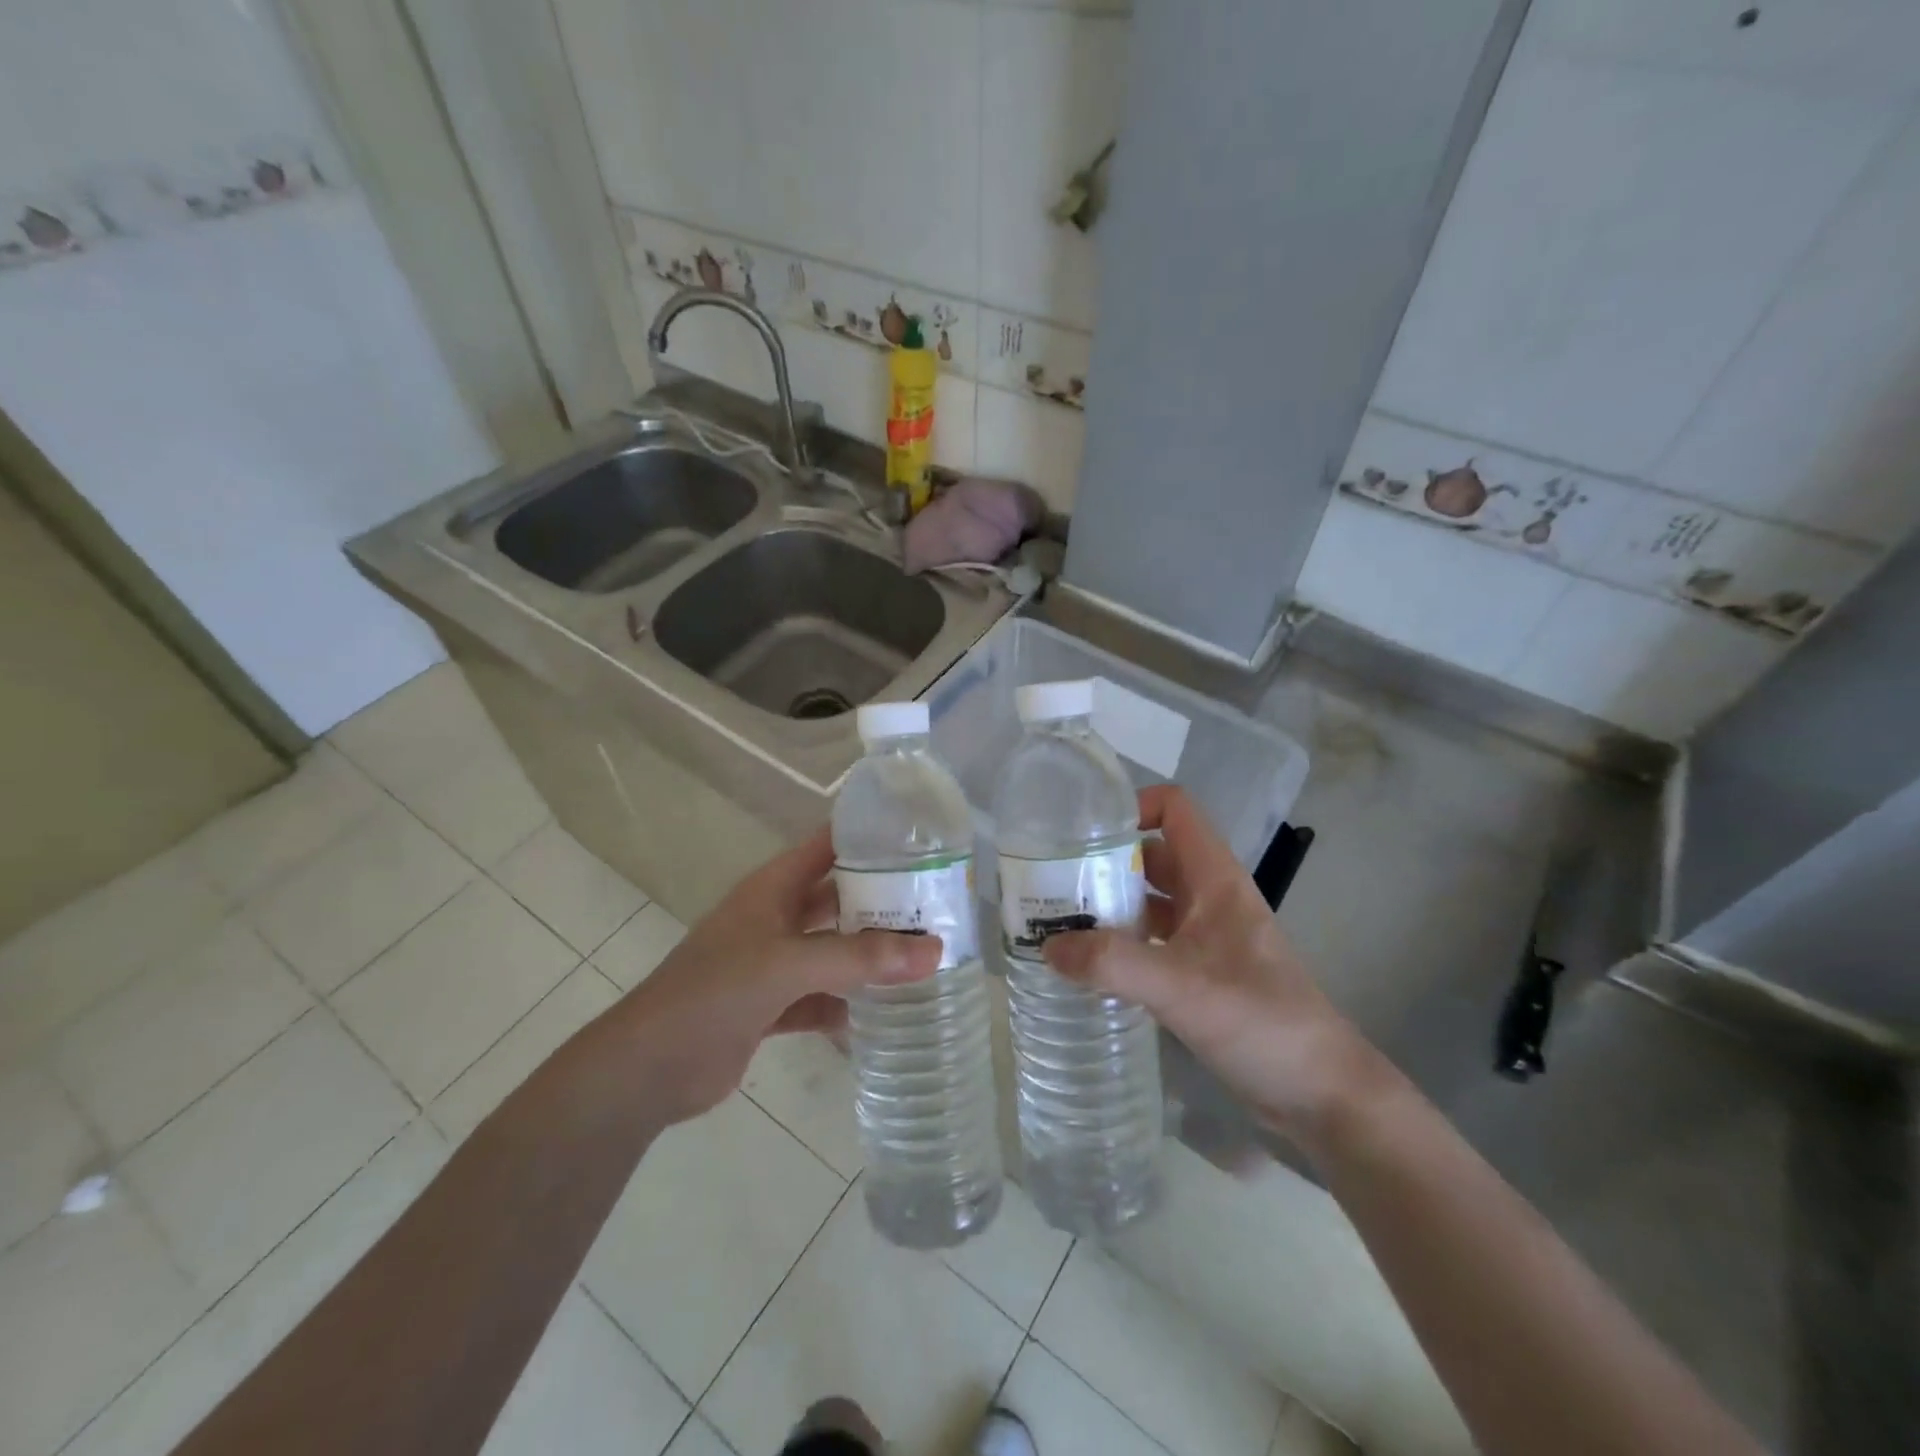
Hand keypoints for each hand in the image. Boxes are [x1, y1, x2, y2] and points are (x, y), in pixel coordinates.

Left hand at [611, 829, 939, 1126]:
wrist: (649, 1068)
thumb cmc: (714, 993)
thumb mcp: (788, 965)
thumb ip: (859, 958)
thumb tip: (935, 951)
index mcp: (773, 888)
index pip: (827, 846)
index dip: (869, 836)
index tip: (922, 837)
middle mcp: (775, 919)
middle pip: (837, 898)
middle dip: (882, 900)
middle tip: (939, 902)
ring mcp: (772, 964)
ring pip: (833, 950)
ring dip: (869, 954)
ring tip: (926, 954)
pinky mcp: (771, 1007)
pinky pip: (821, 997)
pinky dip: (847, 1003)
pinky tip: (884, 1013)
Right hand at [1042, 785, 1386, 1150]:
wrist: (1321, 1093)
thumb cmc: (1260, 1021)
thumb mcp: (1180, 987)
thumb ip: (1112, 964)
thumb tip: (1047, 947)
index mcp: (1214, 878)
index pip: (1174, 809)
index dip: (1131, 807)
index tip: (1082, 835)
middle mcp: (1209, 897)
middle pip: (1150, 855)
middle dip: (1103, 862)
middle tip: (1052, 883)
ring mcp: (1206, 936)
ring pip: (1148, 900)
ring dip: (1108, 905)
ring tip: (1057, 922)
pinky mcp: (1201, 972)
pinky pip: (1151, 941)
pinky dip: (1120, 944)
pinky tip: (1088, 965)